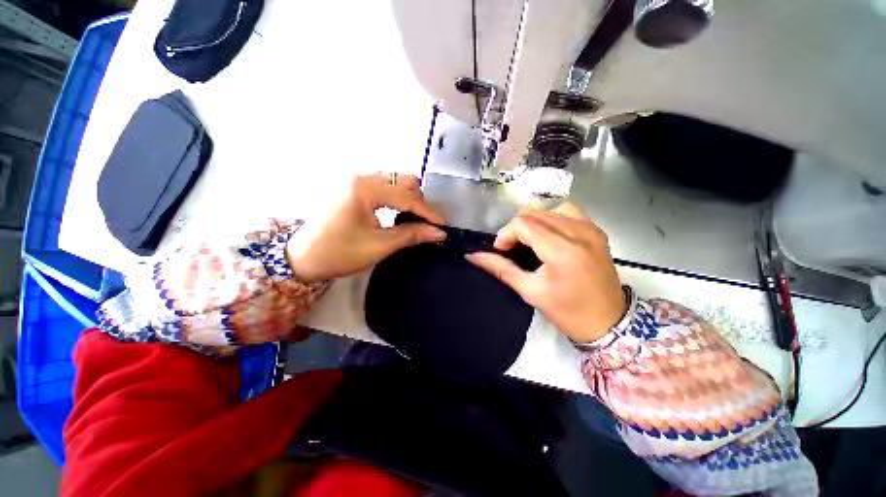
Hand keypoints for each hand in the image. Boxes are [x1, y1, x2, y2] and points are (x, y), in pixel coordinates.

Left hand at [286, 173, 446, 281]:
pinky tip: (399, 214)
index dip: (428, 212)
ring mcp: (357, 180)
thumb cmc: (338, 252)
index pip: (407, 196)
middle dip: (419, 202)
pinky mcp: (355, 188)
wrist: (301, 257)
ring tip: (415, 220)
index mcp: (365, 188)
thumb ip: (411, 235)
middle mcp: (362, 176)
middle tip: (426, 224)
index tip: (444, 226)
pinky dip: (397, 199)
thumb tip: (439, 233)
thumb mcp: (378, 246)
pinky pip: (385, 187)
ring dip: (409, 199)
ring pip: (395, 182)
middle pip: (403, 180)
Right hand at [466, 203, 624, 342]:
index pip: (523, 223)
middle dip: (516, 229)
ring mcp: (590, 229)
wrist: (609, 322)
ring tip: (530, 243)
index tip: (501, 251)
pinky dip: (552, 219)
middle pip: (534, 213)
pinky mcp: (596, 230)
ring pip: (549, 210)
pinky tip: (549, 236)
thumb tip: (472, 256)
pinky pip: (567, 212)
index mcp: (562, 250)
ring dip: (533, 223)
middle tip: (512, 250)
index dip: (505, 234)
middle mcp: (579, 233)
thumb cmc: (568, 312)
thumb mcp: (530, 291)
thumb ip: (500, 269)